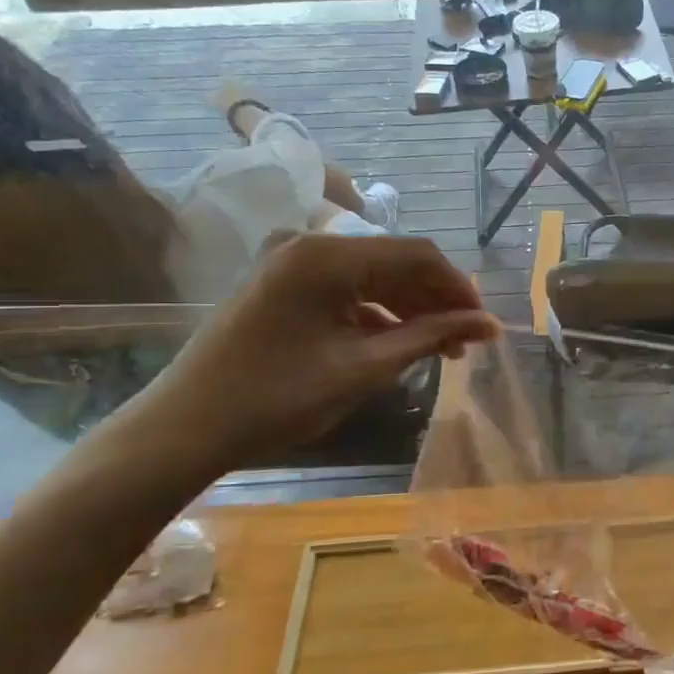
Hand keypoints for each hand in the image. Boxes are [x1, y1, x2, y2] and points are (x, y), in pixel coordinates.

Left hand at [130, 233, 496, 473]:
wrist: (184, 429)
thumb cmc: (278, 399)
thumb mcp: (365, 368)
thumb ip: (431, 337)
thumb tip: (490, 326)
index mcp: (329, 255)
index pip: (417, 255)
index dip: (459, 289)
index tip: (484, 327)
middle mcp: (309, 244)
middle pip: (394, 261)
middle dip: (435, 300)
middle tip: (465, 343)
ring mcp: (289, 261)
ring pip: (371, 274)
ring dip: (408, 307)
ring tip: (438, 347)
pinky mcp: (279, 282)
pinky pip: (343, 287)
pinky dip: (375, 311)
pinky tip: (395, 341)